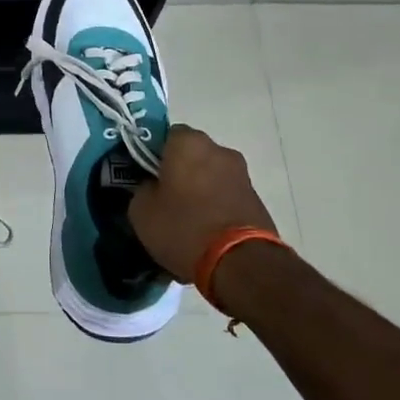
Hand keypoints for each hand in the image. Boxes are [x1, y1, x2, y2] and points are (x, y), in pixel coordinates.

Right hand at [128, 125, 278, 281]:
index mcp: (188, 142)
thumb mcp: (141, 211)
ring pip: (210, 175)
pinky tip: (206, 230)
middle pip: (191, 154)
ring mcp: (242, 174)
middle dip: (179, 171)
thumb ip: (142, 189)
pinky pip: (226, 195)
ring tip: (186, 218)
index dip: (153, 153)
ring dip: (199, 188)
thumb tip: (151, 187)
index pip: (165, 134)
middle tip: (164, 197)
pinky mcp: (257, 199)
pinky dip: (216, 205)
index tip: (145, 175)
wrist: (241, 264)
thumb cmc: (183, 227)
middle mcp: (219, 150)